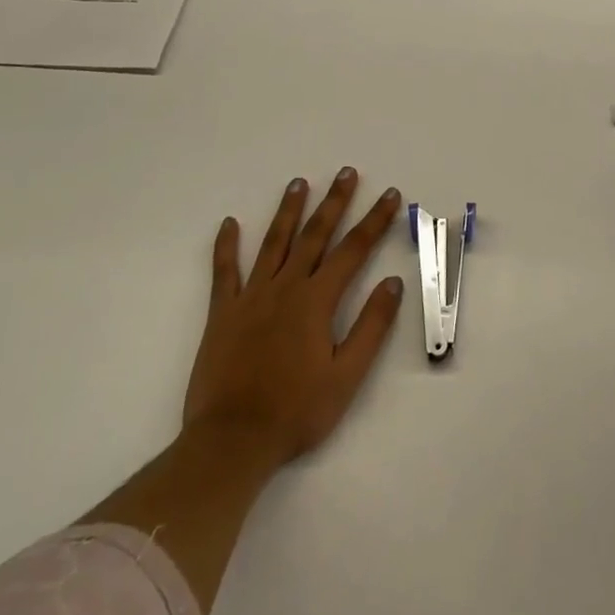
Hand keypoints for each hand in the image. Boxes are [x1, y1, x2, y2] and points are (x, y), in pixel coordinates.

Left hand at [183, 167, 405, 470]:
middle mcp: (286, 288)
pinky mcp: (221, 314)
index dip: (374, 220)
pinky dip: (226, 246)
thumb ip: (372, 326)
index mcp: (317, 301)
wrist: (231, 442)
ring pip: (273, 243)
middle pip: (315, 235)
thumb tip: (392, 282)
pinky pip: (223, 272)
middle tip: (345, 172)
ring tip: (298, 183)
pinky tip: (229, 224)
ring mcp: (251, 297)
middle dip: (334, 201)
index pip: (354, 250)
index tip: (389, 194)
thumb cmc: (296, 412)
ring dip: (288, 211)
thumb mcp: (347, 376)